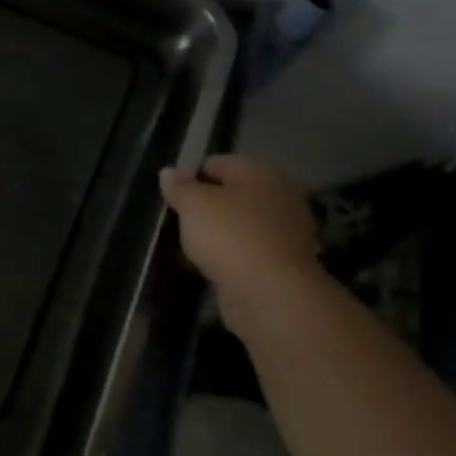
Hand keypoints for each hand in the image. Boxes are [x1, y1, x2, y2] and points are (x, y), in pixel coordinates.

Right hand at [159, 155, 321, 310]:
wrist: (271, 292)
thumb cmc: (229, 235)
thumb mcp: (193, 205)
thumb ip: (179, 187)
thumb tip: (169, 172)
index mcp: (260, 172)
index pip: (218, 162)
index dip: (191, 176)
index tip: (170, 196)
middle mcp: (279, 196)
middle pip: (233, 193)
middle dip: (206, 205)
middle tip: (179, 220)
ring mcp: (285, 231)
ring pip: (240, 223)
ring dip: (217, 232)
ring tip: (188, 245)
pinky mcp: (283, 262)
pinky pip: (247, 250)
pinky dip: (229, 254)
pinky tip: (208, 264)